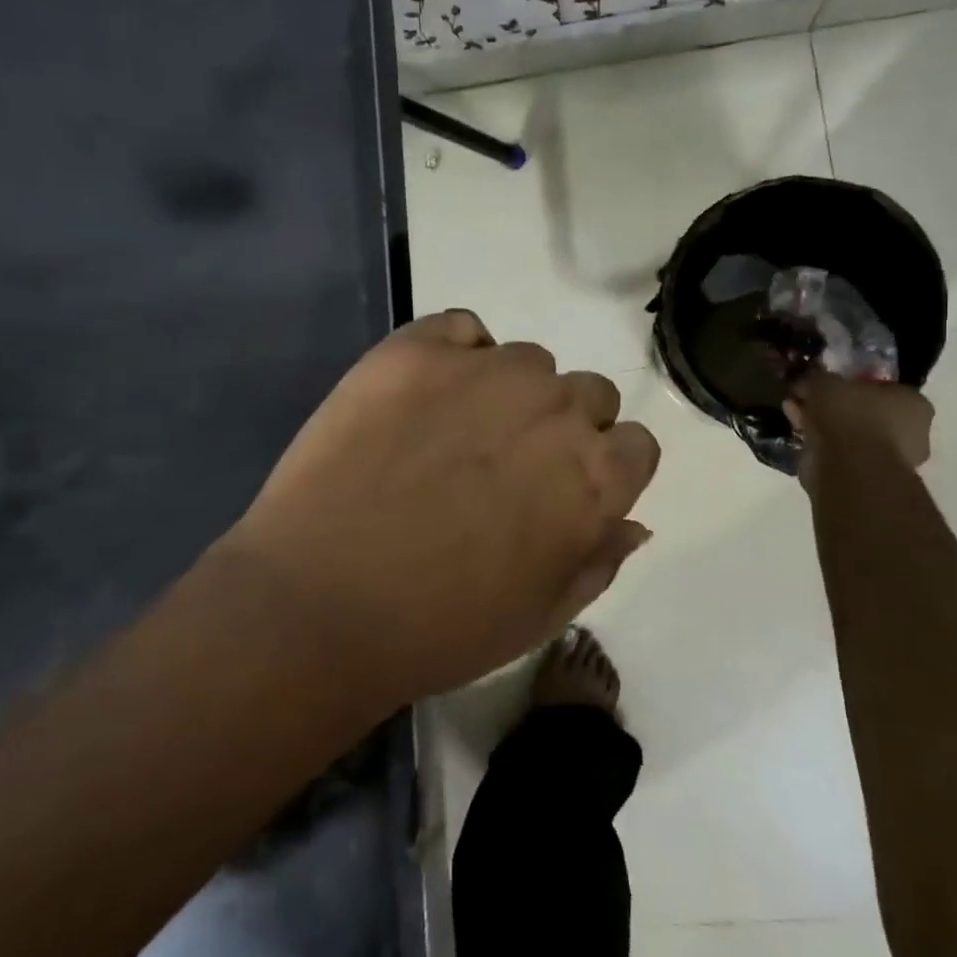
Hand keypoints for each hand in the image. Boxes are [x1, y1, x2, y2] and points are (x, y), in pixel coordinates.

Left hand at [218, 310, 660, 706]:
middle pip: (588, 393)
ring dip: (509, 392)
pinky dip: (457, 352)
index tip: (567, 493)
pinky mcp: (416, 350)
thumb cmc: (440, 627)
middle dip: (563, 428)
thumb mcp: (541, 615)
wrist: (319, 603)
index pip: (636, 444)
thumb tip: (632, 521)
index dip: (606, 470)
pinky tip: (425, 395)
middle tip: (505, 467)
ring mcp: (484, 369)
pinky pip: (462, 329)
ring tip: (453, 434)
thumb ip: (599, 560)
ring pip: (528, 361)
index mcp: (594, 475)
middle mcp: (554, 407)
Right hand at [784, 373, 933, 492]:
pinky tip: (797, 434)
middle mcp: (911, 433)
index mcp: (914, 403)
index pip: (883, 387)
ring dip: (823, 424)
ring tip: (794, 414)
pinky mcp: (869, 480)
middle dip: (834, 406)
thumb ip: (818, 379)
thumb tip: (806, 381)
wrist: (852, 469)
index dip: (851, 383)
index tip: (828, 383)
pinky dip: (820, 444)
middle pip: (865, 412)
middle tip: (807, 399)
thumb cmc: (852, 416)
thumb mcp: (827, 383)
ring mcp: (891, 460)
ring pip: (851, 435)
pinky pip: (841, 454)